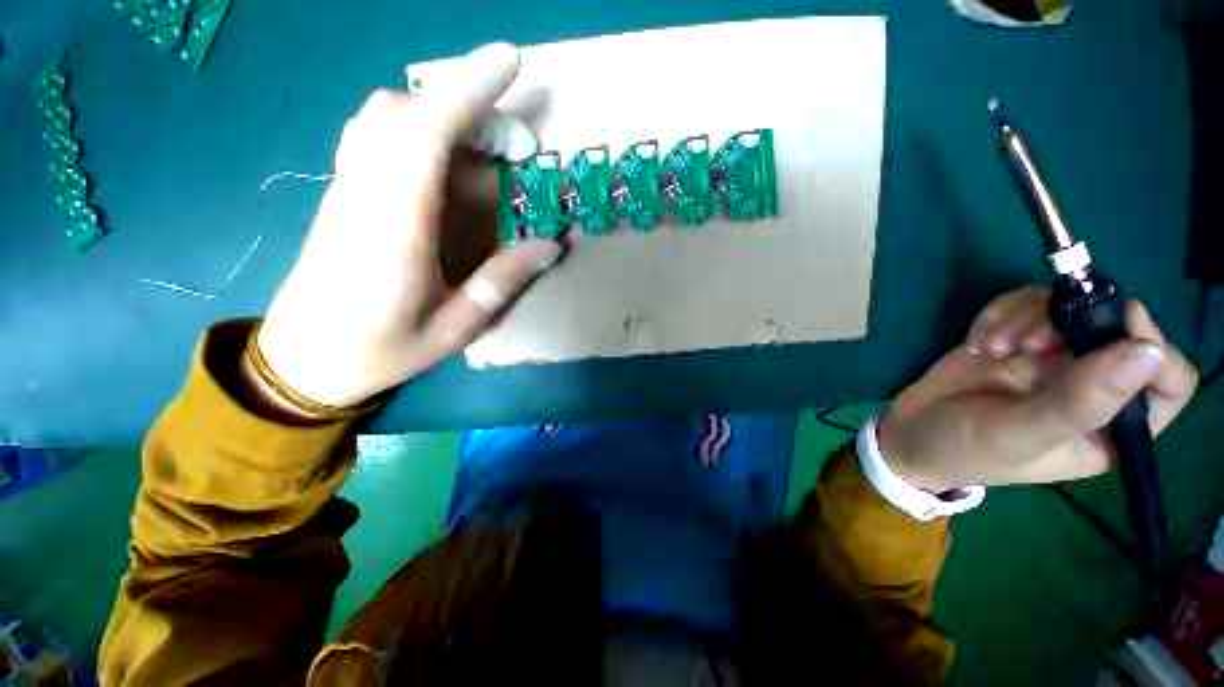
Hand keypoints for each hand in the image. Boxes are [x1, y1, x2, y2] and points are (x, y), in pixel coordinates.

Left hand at [255, 43, 560, 408]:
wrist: (301, 360)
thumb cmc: (381, 352)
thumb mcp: (454, 328)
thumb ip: (501, 282)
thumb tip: (551, 246)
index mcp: (395, 230)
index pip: (426, 134)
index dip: (468, 91)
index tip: (509, 62)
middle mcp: (364, 194)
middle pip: (403, 112)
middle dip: (465, 104)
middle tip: (514, 142)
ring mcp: (346, 189)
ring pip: (383, 117)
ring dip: (438, 111)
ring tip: (483, 145)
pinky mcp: (341, 194)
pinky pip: (372, 135)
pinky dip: (412, 125)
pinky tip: (438, 155)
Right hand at [878, 287, 1197, 491]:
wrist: (912, 432)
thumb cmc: (969, 449)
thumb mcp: (1022, 435)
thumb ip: (1082, 402)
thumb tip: (1146, 353)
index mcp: (1112, 425)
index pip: (1168, 381)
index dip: (1153, 347)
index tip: (1112, 323)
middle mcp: (1094, 384)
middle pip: (1116, 326)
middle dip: (1071, 323)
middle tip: (1024, 342)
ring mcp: (1055, 357)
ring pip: (1068, 306)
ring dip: (1025, 317)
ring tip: (990, 346)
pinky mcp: (1019, 337)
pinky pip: (1026, 304)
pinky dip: (1000, 314)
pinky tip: (978, 341)